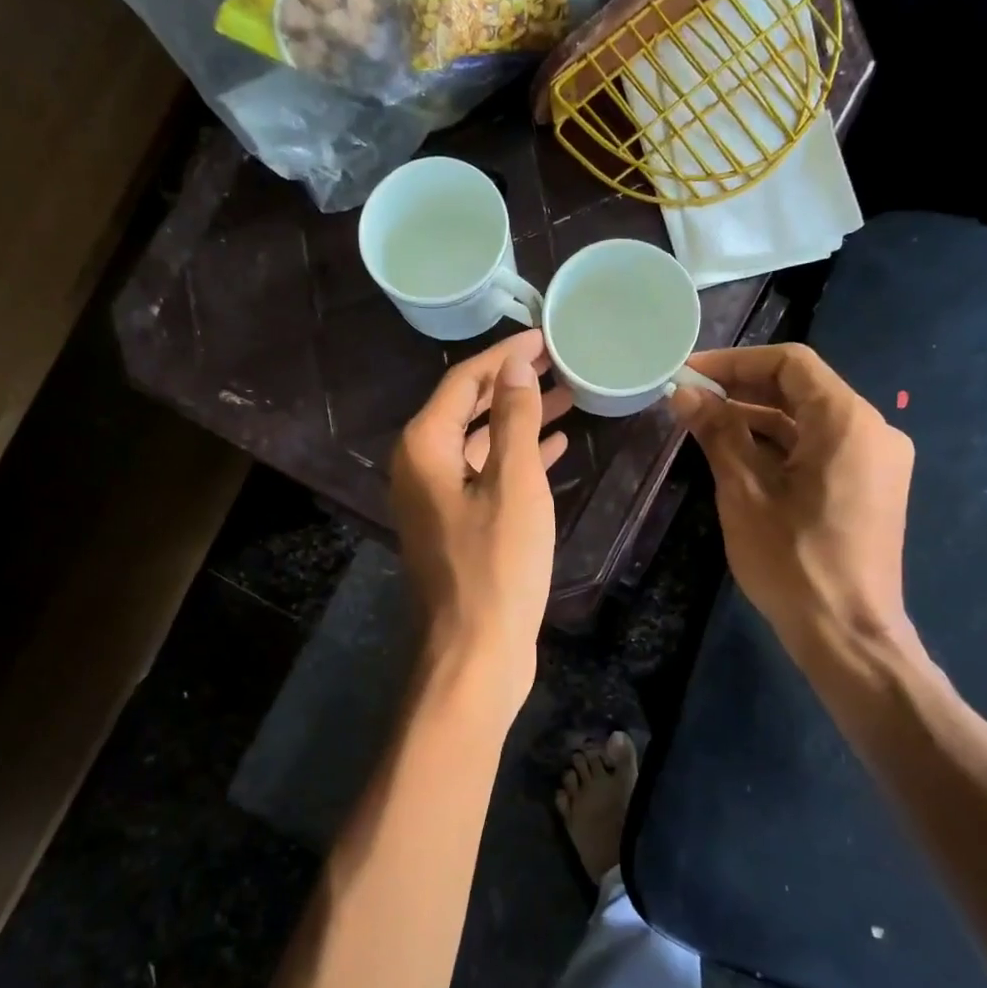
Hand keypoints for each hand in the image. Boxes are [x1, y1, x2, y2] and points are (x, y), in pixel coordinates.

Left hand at [392, 330, 570, 706]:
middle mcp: (421, 466)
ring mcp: (437, 498)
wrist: (476, 651)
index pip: (463, 382)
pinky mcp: (456, 524)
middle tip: (559, 362)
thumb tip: (514, 365)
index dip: (503, 356)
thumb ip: (512, 418)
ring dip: (518, 419)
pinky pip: (486, 475)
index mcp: (424, 447)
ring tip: (565, 396)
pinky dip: (517, 457)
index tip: (543, 336)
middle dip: (512, 384)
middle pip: (467, 408)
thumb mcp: (513, 483)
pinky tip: (554, 446)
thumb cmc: (497, 564)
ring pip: (480, 442)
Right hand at [671, 344, 917, 664]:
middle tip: (690, 398)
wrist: (847, 635)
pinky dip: (781, 445)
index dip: (736, 362)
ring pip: (810, 420)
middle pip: (802, 389)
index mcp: (847, 421)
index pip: (790, 364)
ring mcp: (876, 461)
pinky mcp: (870, 488)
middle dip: (743, 389)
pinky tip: (739, 455)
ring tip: (704, 425)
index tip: (690, 374)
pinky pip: (822, 448)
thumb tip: (685, 394)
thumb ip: (717, 433)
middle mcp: (872, 430)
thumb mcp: (744, 492)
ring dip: (759, 418)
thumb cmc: (793, 561)